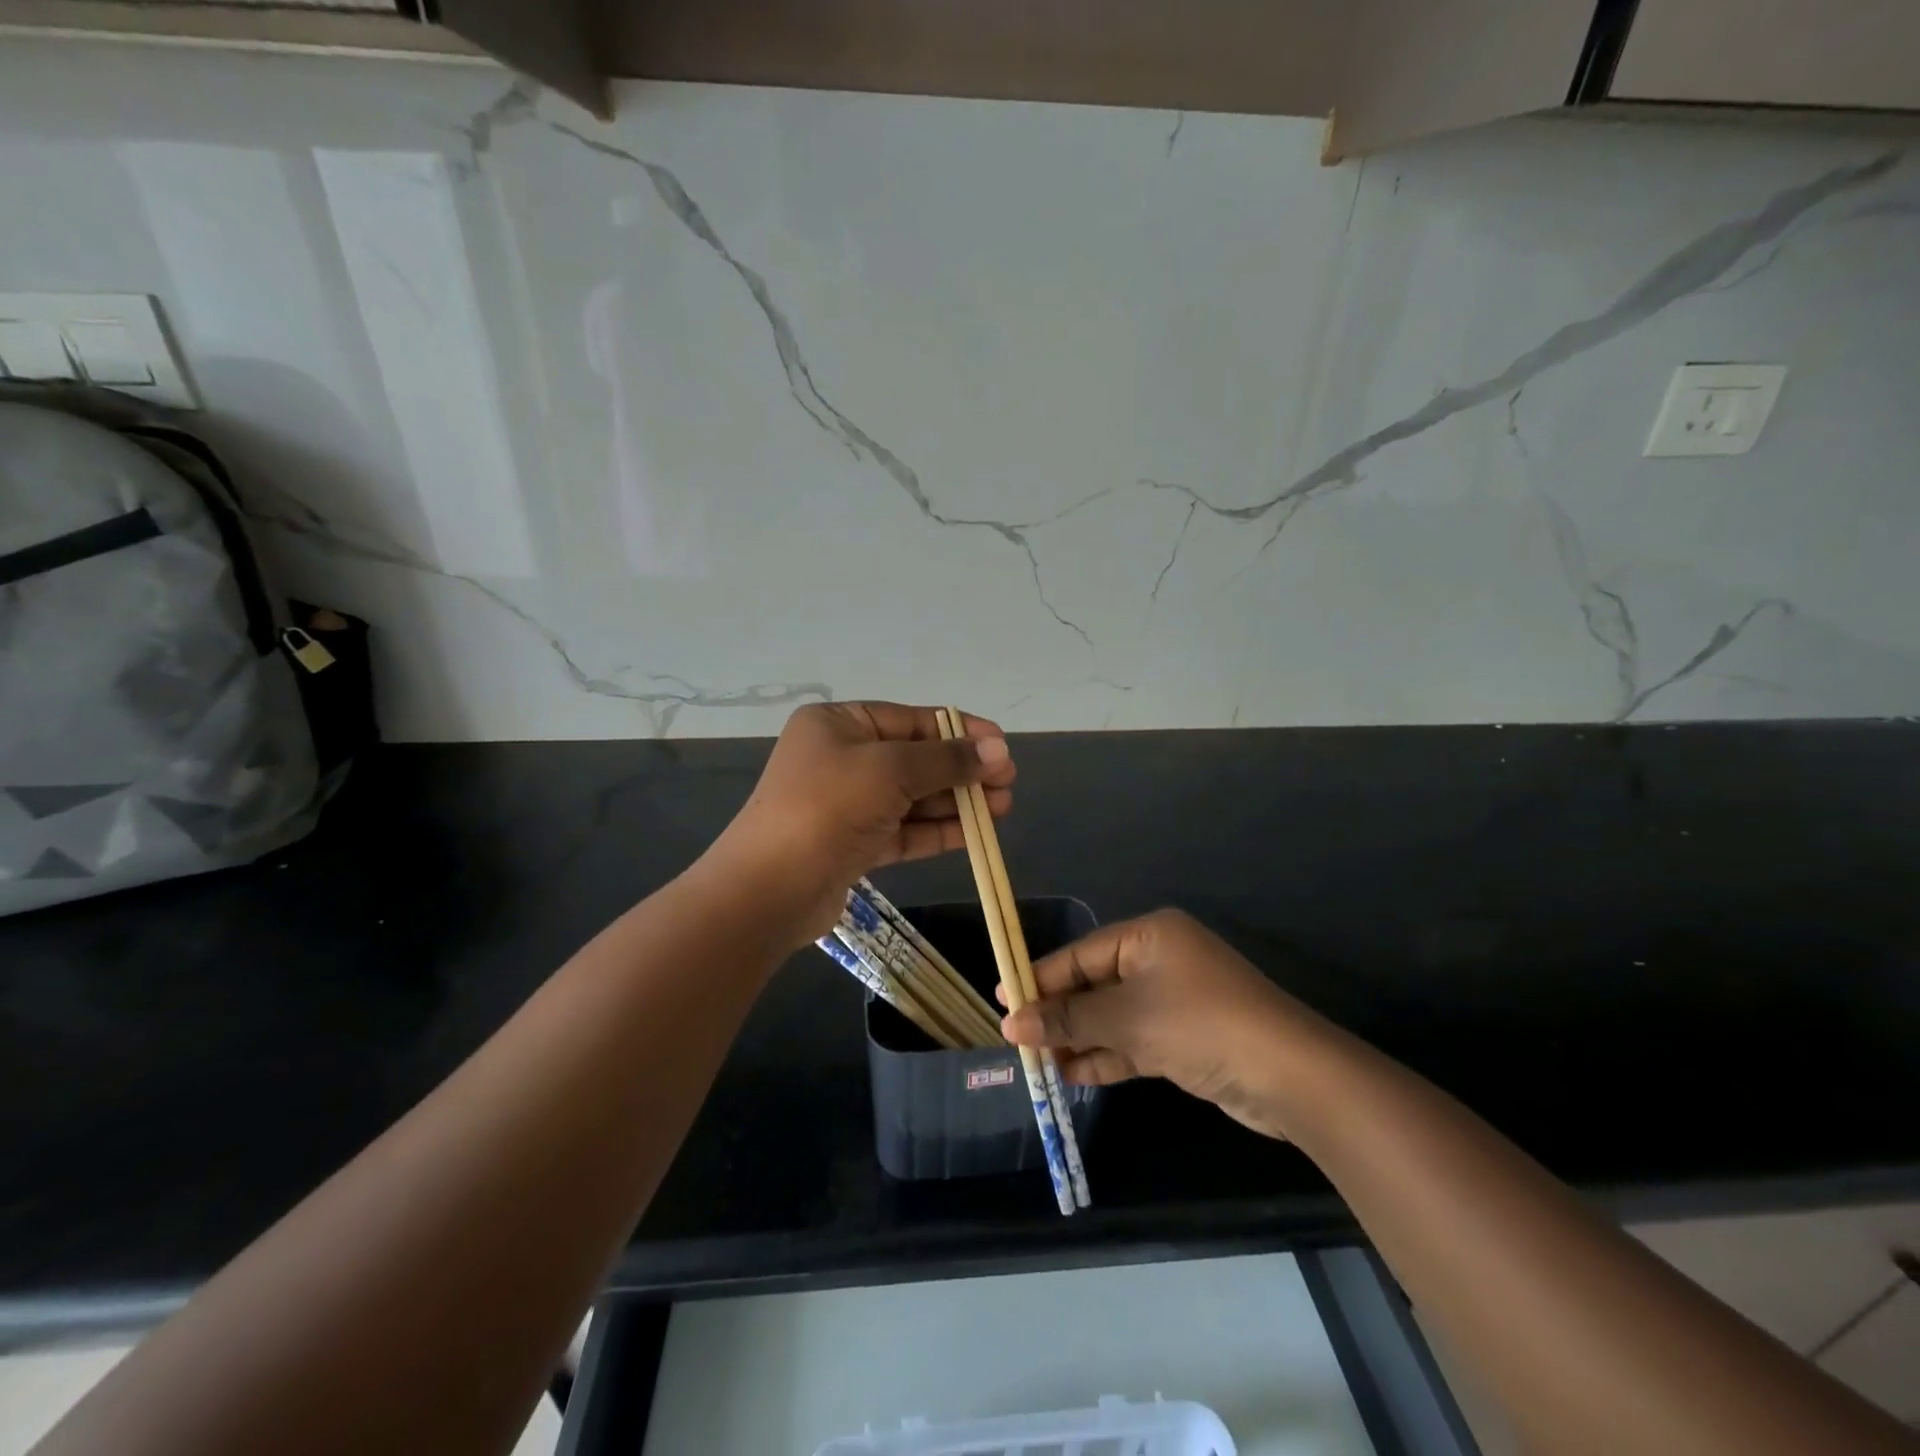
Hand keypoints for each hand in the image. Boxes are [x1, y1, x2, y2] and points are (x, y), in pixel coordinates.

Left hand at [716, 702, 1014, 938]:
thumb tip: (998, 748)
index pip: (911, 720)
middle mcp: (842, 758)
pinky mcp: (854, 844)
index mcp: (839, 724)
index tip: (1003, 746)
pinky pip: (905, 829)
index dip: (961, 731)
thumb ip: (947, 759)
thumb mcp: (891, 770)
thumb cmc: (828, 808)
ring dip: (957, 801)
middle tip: (1007, 783)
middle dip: (963, 770)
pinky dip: (938, 830)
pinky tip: (975, 833)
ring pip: (913, 796)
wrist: (769, 889)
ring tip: (1002, 808)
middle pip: (916, 758)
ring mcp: (847, 803)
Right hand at [1000, 909, 1315, 1139]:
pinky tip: (1073, 1073)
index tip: (1003, 1001)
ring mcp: (1173, 1000)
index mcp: (1148, 937)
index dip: (1040, 978)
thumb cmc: (1201, 1025)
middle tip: (1017, 1039)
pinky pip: (1133, 1039)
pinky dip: (1106, 1055)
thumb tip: (1011, 1024)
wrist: (1289, 1076)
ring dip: (1079, 1038)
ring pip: (1112, 1016)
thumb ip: (1069, 1019)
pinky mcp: (1183, 1037)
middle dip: (1059, 1013)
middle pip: (1094, 984)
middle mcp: (1159, 961)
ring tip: (1038, 1063)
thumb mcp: (1129, 1019)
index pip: (1081, 954)